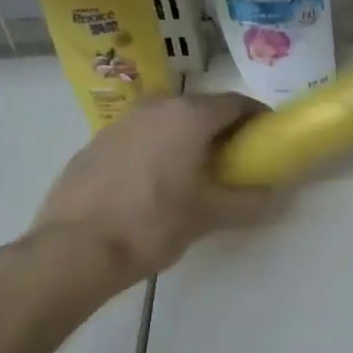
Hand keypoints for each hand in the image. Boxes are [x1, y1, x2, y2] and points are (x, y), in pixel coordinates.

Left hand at [25, 93, 282, 288]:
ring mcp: (121, 122)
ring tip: (194, 174)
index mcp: (189, 116)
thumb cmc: (152, 224)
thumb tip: (277, 196)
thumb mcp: (209, 216)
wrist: (74, 248)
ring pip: (168, 121)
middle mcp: (156, 107)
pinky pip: (140, 136)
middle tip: (234, 161)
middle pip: (201, 108)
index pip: (237, 103)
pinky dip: (157, 149)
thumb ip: (249, 202)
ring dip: (187, 138)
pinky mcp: (96, 142)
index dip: (257, 119)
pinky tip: (154, 183)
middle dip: (222, 130)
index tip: (267, 140)